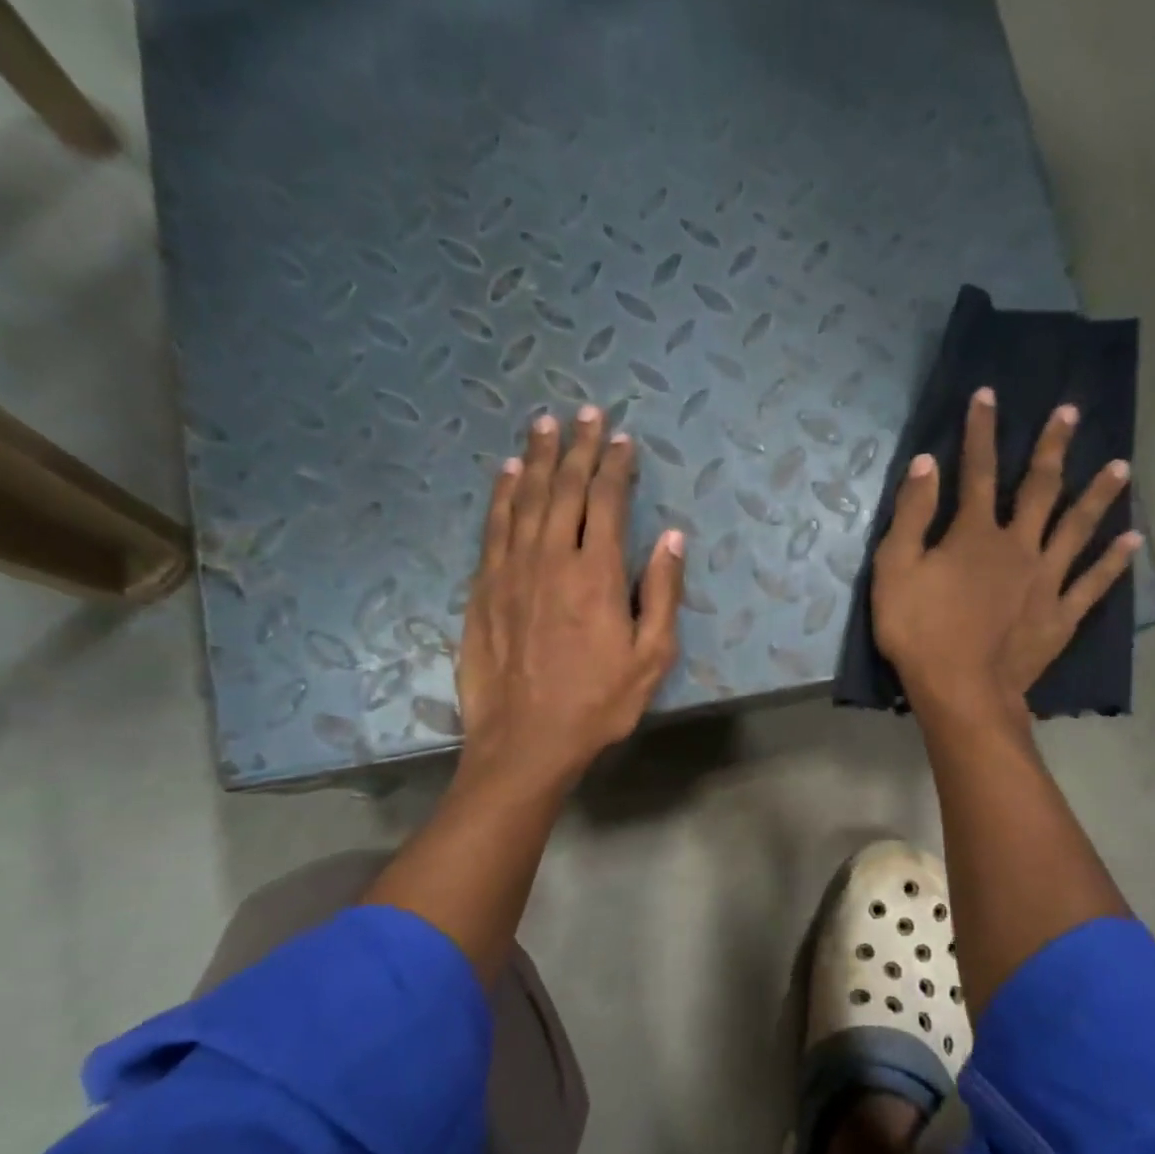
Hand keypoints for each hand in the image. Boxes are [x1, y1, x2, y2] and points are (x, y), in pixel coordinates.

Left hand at [455, 405, 684, 793]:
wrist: (526, 742)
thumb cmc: (598, 704)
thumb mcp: (652, 658)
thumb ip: (662, 593)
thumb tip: (671, 537)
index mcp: (597, 575)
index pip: (607, 502)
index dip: (616, 466)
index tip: (622, 439)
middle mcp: (551, 559)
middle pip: (564, 488)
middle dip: (578, 447)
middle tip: (585, 412)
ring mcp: (511, 570)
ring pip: (524, 498)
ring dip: (536, 458)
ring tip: (545, 424)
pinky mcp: (483, 588)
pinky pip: (493, 527)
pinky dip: (501, 494)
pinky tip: (506, 472)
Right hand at [871, 387, 1140, 720]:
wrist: (960, 691)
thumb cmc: (918, 632)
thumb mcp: (895, 571)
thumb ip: (911, 516)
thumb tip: (926, 464)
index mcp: (975, 534)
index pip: (976, 471)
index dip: (979, 431)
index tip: (987, 395)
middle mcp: (1018, 546)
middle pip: (1039, 488)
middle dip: (1051, 448)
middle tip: (1070, 413)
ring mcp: (1045, 580)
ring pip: (1077, 528)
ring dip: (1098, 495)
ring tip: (1121, 466)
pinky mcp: (1060, 615)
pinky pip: (1093, 583)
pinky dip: (1114, 561)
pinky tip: (1134, 540)